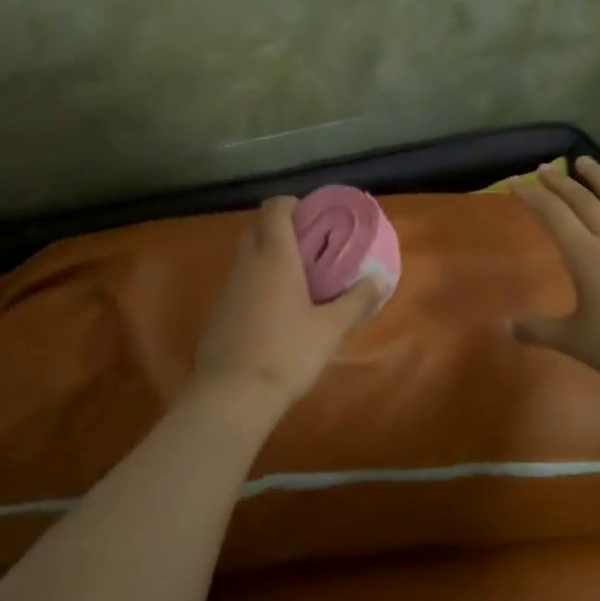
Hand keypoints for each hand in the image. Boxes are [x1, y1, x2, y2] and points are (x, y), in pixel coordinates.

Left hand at [192, 196, 383, 410]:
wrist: (232, 396)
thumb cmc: (287, 352)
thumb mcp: (331, 328)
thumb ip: (357, 300)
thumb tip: (381, 279)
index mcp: (274, 256)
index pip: (274, 208)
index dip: (292, 204)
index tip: (314, 218)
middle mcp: (247, 263)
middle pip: (258, 228)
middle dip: (282, 229)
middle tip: (312, 248)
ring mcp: (228, 288)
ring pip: (247, 256)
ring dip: (269, 257)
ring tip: (299, 279)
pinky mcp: (219, 312)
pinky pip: (240, 282)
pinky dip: (258, 282)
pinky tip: (276, 310)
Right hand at [511, 157, 599, 388]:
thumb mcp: (573, 341)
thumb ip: (538, 330)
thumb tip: (504, 327)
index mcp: (586, 257)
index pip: (554, 216)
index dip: (533, 196)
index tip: (516, 181)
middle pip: (584, 202)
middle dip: (561, 183)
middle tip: (545, 167)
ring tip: (586, 161)